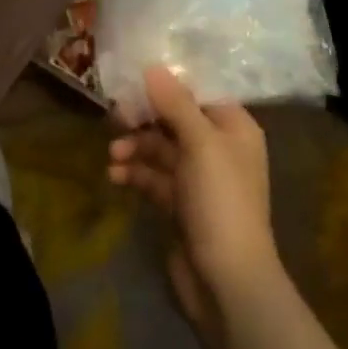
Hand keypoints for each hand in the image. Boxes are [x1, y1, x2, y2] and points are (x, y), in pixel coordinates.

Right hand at [108, 67, 284, 346]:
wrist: (227, 282)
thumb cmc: (221, 202)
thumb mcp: (200, 144)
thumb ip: (175, 103)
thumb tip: (152, 66)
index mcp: (234, 128)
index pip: (199, 92)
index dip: (168, 83)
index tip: (134, 75)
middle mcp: (218, 148)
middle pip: (175, 118)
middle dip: (144, 117)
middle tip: (115, 116)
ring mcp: (199, 178)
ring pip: (160, 148)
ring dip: (135, 147)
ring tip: (113, 155)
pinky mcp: (180, 204)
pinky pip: (153, 176)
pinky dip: (134, 173)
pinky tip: (115, 177)